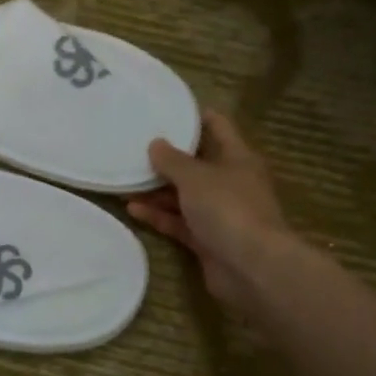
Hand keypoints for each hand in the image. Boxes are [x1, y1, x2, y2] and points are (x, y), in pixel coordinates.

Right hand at [128, 110, 296, 313]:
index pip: (218, 128)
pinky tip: (132, 209)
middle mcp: (230, 183)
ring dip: (156, 190)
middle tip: (134, 147)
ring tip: (124, 180)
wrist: (250, 267)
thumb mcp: (195, 177)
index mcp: (238, 159)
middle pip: (196, 165)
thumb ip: (172, 160)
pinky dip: (158, 215)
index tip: (167, 108)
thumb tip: (155, 143)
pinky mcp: (207, 240)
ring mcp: (219, 214)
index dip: (195, 116)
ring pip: (184, 196)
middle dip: (167, 159)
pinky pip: (178, 222)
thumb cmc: (227, 208)